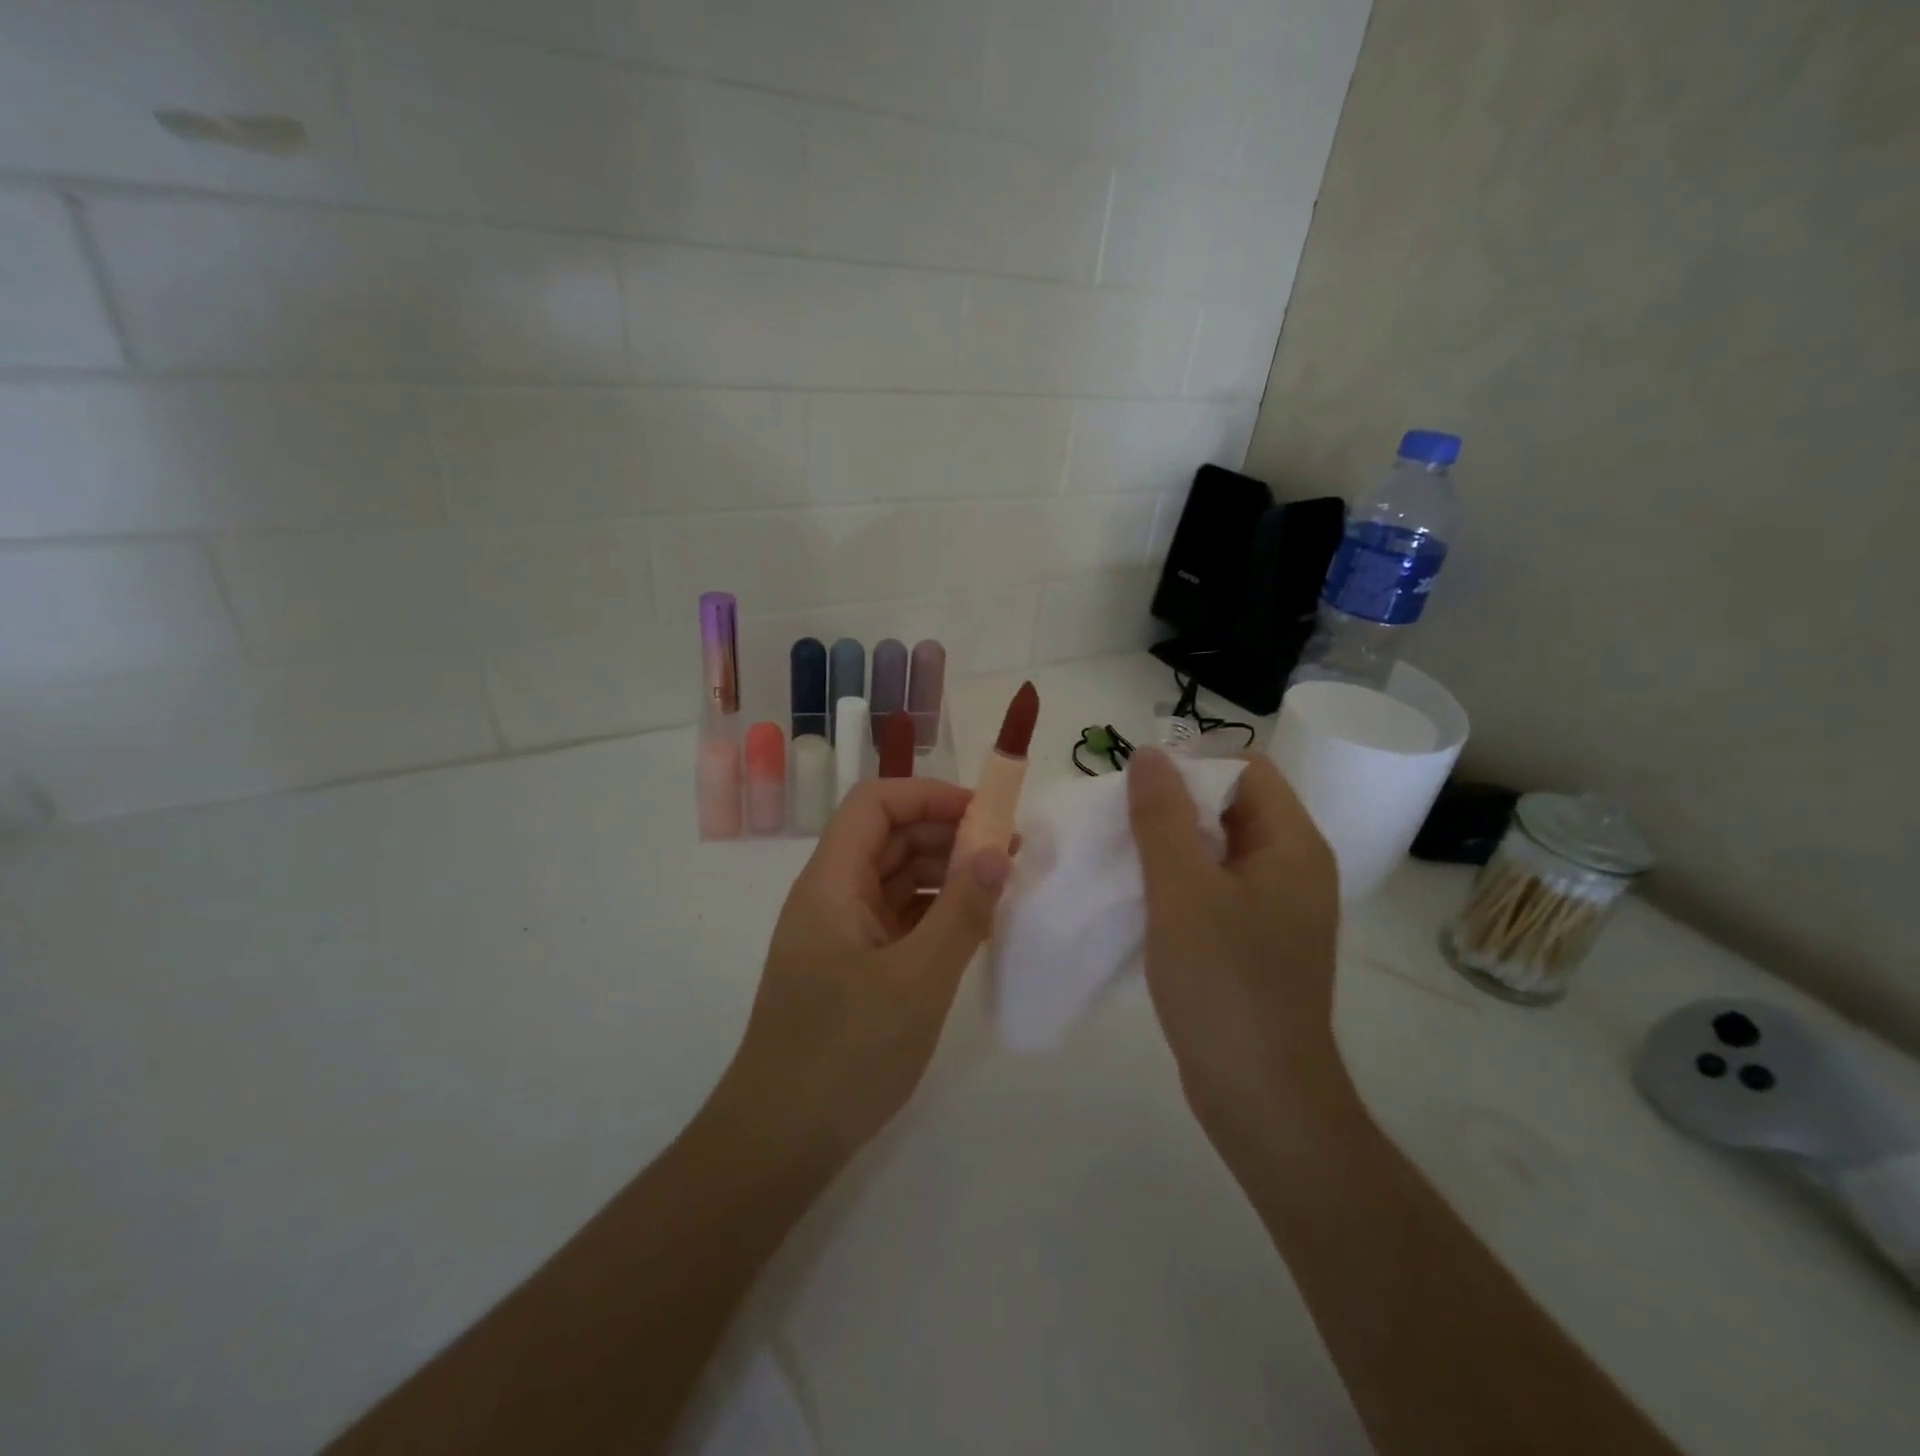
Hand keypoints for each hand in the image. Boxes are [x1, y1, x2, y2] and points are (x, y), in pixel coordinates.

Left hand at [715, 779, 1011, 1163]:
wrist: (779, 1140)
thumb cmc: (845, 1053)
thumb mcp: (917, 981)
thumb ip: (961, 912)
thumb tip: (996, 852)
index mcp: (831, 883)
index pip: (875, 804)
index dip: (929, 796)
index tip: (986, 815)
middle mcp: (831, 896)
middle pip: (888, 836)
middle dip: (946, 833)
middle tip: (1008, 852)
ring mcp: (840, 932)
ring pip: (895, 877)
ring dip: (945, 872)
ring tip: (1000, 886)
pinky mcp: (851, 965)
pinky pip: (897, 917)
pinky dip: (935, 911)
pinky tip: (973, 926)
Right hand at [1126, 747, 1344, 1146]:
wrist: (1260, 1095)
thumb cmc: (1224, 983)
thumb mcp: (1182, 890)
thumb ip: (1162, 817)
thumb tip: (1149, 753)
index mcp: (1292, 845)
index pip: (1247, 769)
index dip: (1193, 766)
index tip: (1139, 791)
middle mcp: (1293, 868)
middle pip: (1232, 806)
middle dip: (1174, 805)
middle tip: (1119, 822)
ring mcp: (1275, 907)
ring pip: (1218, 849)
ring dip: (1170, 844)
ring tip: (1119, 855)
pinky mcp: (1254, 940)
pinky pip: (1214, 887)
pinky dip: (1177, 881)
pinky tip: (1138, 897)